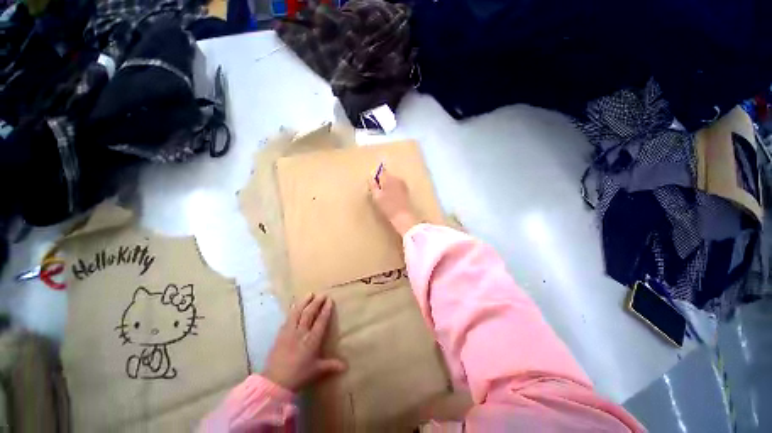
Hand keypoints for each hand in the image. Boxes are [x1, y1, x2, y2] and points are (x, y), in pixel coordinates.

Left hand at [263, 293, 345, 391]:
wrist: (275, 382)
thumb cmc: (299, 375)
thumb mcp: (317, 370)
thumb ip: (331, 365)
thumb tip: (346, 366)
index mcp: (312, 340)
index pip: (321, 321)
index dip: (326, 310)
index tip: (329, 300)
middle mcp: (301, 333)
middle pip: (309, 313)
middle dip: (316, 303)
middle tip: (322, 294)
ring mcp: (289, 332)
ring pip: (297, 313)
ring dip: (304, 302)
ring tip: (309, 294)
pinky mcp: (280, 335)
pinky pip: (287, 319)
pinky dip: (292, 311)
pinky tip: (294, 306)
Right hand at [368, 166, 419, 235]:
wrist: (403, 217)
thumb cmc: (388, 207)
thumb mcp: (377, 196)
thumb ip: (373, 186)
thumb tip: (371, 178)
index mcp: (390, 178)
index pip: (381, 172)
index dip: (376, 178)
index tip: (373, 186)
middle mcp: (398, 178)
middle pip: (387, 176)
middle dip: (382, 182)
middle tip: (377, 193)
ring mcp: (403, 185)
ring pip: (392, 182)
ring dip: (387, 187)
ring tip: (384, 198)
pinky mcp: (406, 191)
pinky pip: (396, 187)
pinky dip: (393, 190)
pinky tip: (391, 199)